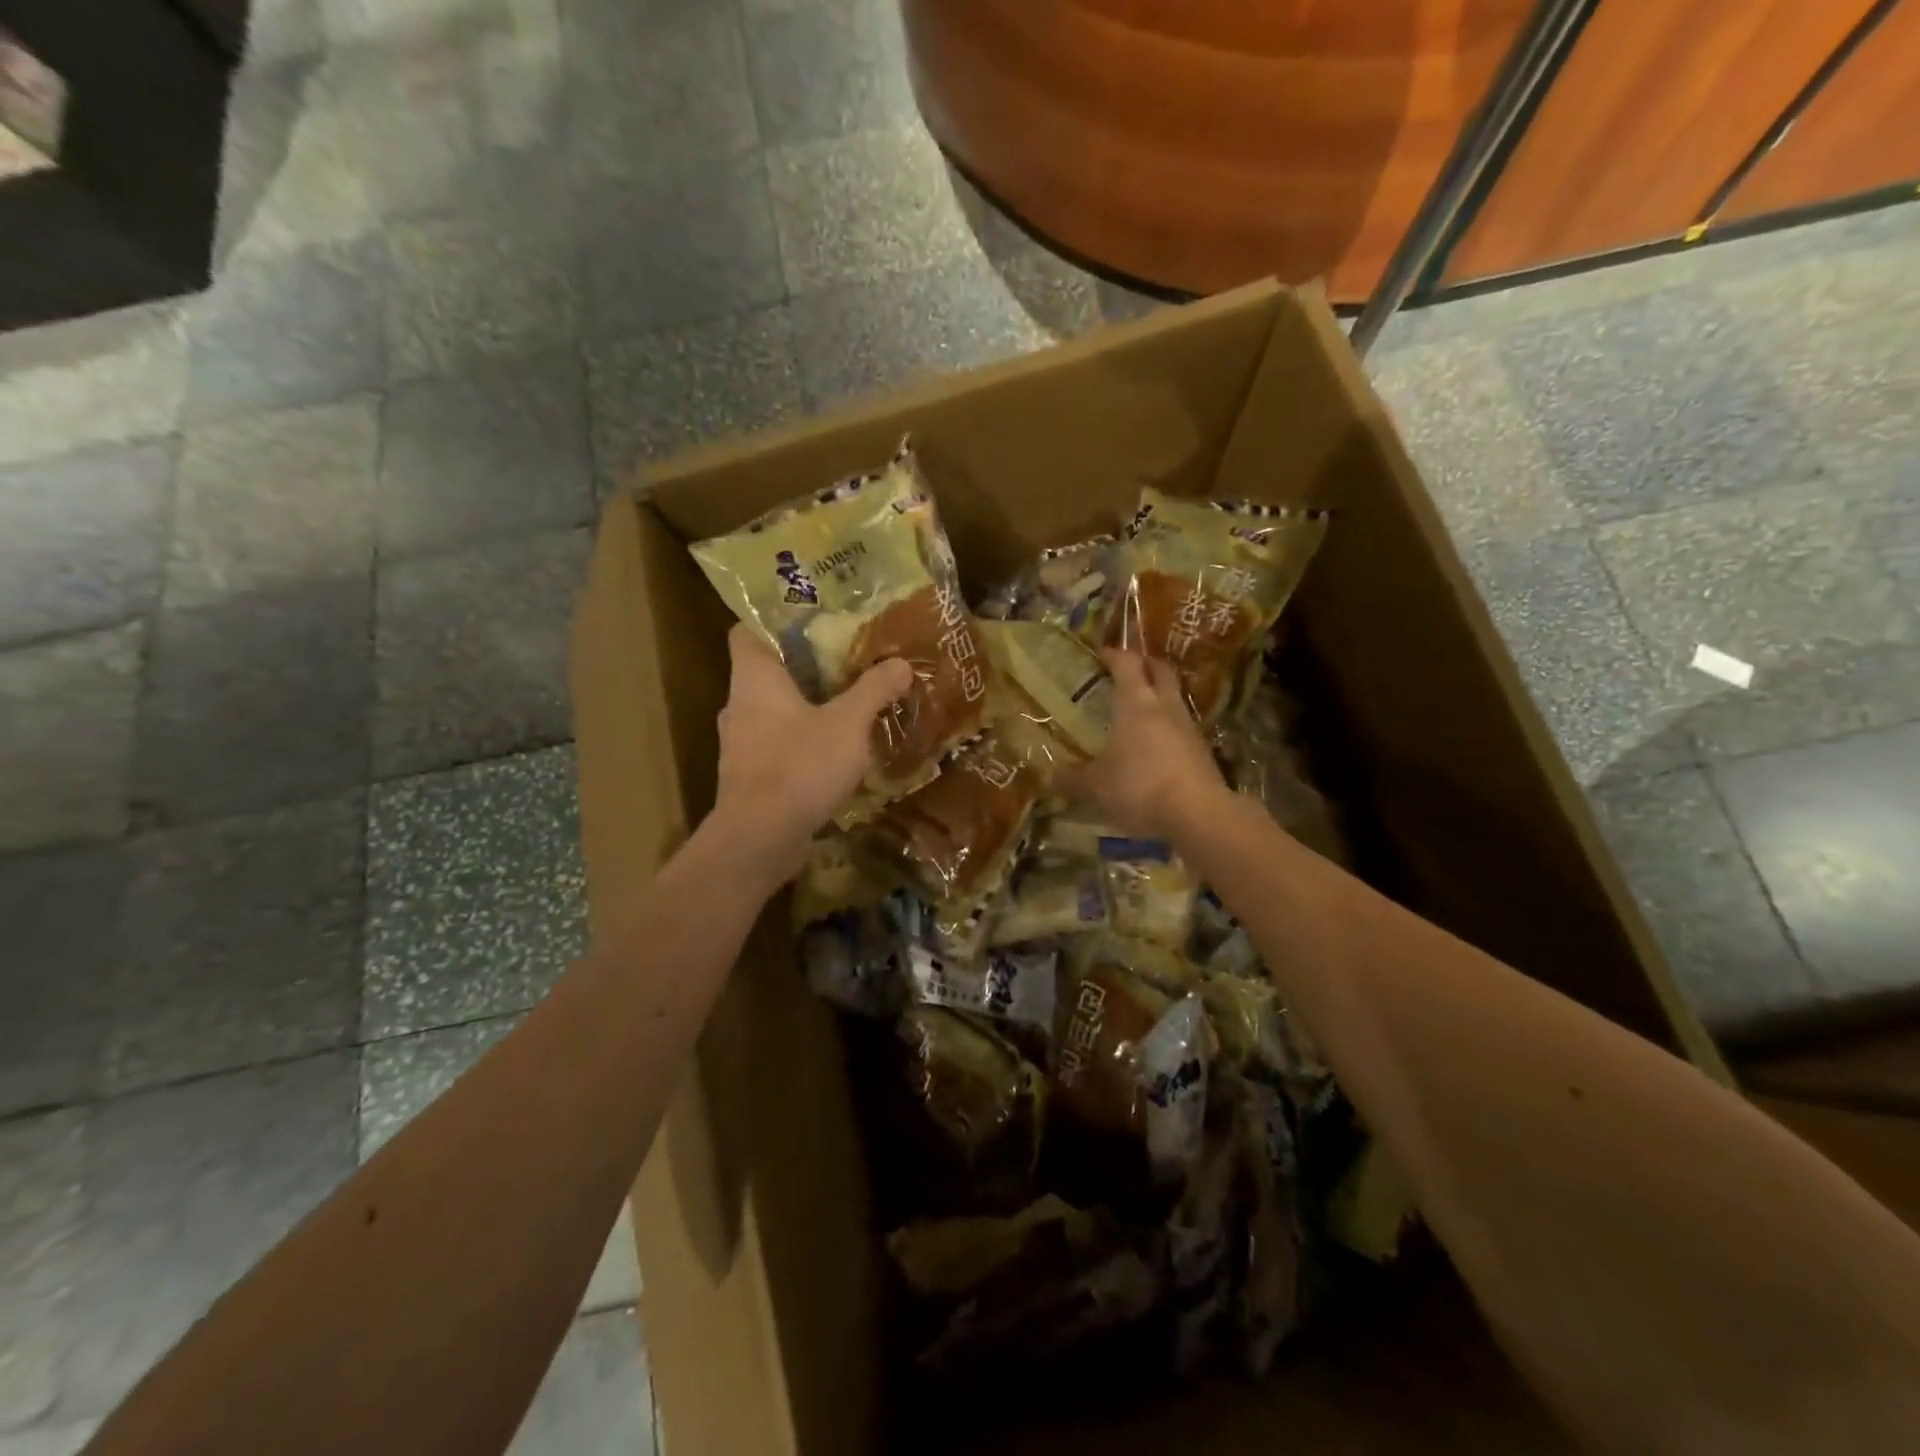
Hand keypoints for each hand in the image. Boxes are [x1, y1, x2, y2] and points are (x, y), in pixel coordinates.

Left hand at [710, 624, 913, 882]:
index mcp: (754, 677)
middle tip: (847, 657)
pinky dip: (803, 740)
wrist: (759, 839)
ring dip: (806, 705)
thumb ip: (874, 689)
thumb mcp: (849, 723)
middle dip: (805, 664)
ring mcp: (741, 743)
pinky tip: (836, 749)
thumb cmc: (799, 766)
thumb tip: (901, 664)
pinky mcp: (750, 776)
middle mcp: (739, 704)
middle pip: (768, 669)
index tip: (814, 617)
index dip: (776, 618)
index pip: (747, 629)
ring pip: (774, 710)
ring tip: (847, 701)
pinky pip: (778, 744)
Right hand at [1057, 650, 1226, 842]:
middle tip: (1130, 669)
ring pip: (1174, 699)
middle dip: (1146, 665)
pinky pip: (1182, 728)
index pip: (1127, 663)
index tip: (1103, 653)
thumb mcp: (1096, 786)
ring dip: (1159, 697)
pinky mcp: (1203, 752)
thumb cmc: (1139, 785)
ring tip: (1141, 710)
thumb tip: (1049, 777)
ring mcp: (1188, 728)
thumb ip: (1073, 778)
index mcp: (1136, 702)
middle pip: (1160, 671)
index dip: (1115, 655)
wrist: (1197, 813)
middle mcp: (1165, 706)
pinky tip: (1156, 746)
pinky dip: (1168, 728)